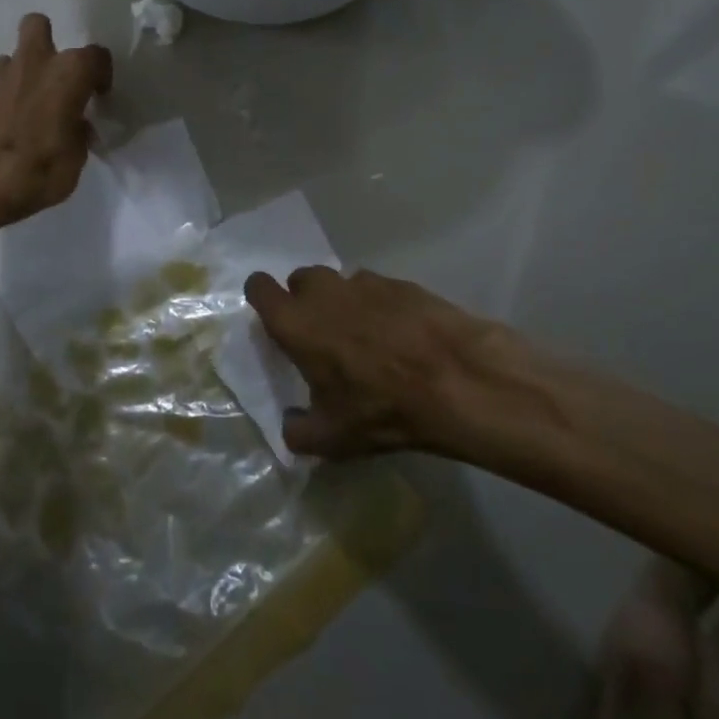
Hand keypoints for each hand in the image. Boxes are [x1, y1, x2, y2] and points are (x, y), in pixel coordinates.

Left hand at [0, 14, 111, 230]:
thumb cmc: (40, 170)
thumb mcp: (76, 159)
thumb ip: (79, 132)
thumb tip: (75, 125)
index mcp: (69, 73)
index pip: (96, 56)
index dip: (100, 74)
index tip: (98, 95)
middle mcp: (35, 63)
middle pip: (38, 25)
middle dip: (47, 41)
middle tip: (55, 75)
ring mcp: (0, 76)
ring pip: (13, 55)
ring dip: (23, 72)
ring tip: (28, 103)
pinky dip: (3, 96)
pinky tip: (6, 123)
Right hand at [244, 267, 556, 462]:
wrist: (459, 382)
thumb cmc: (382, 409)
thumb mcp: (333, 439)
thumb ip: (299, 431)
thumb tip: (292, 424)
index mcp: (296, 323)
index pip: (259, 287)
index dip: (262, 298)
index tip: (273, 319)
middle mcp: (324, 292)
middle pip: (300, 280)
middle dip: (304, 300)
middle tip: (321, 334)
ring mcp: (365, 283)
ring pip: (340, 282)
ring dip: (343, 302)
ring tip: (364, 336)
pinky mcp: (402, 283)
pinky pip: (378, 289)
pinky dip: (380, 306)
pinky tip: (401, 335)